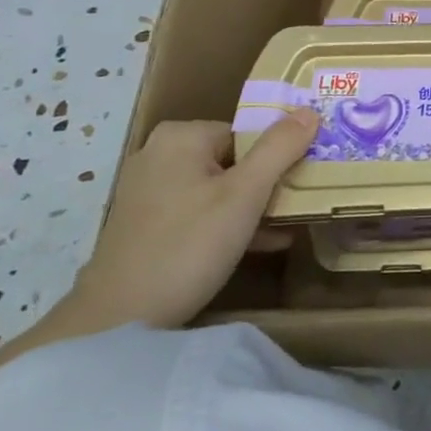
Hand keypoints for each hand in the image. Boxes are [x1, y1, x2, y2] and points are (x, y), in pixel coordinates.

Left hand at [58, 109, 319, 331]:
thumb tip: (311, 111)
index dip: (277, 156)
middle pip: (233, 159)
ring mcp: (148, 190)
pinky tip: (260, 244)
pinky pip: (198, 210)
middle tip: (299, 205)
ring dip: (252, 206)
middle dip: (267, 184)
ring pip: (217, 187)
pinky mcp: (144, 224)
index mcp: (181, 136)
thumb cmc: (189, 245)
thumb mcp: (246, 194)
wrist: (119, 320)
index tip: (302, 181)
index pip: (247, 133)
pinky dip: (226, 223)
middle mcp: (159, 153)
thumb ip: (280, 148)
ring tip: (287, 226)